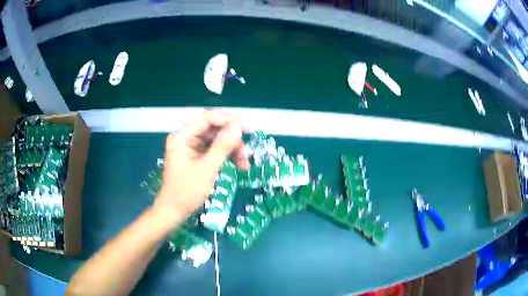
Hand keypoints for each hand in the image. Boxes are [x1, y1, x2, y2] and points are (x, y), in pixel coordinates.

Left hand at [154, 110, 248, 223]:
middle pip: (214, 129)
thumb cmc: (187, 191)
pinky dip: (228, 156)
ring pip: (217, 140)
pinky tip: (240, 165)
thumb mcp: (206, 169)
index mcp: (182, 136)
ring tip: (245, 163)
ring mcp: (192, 147)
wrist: (175, 211)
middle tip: (247, 152)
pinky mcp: (198, 157)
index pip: (207, 118)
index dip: (228, 121)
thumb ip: (222, 147)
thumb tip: (237, 128)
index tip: (246, 129)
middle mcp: (187, 138)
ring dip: (233, 149)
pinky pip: (216, 150)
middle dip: (232, 140)